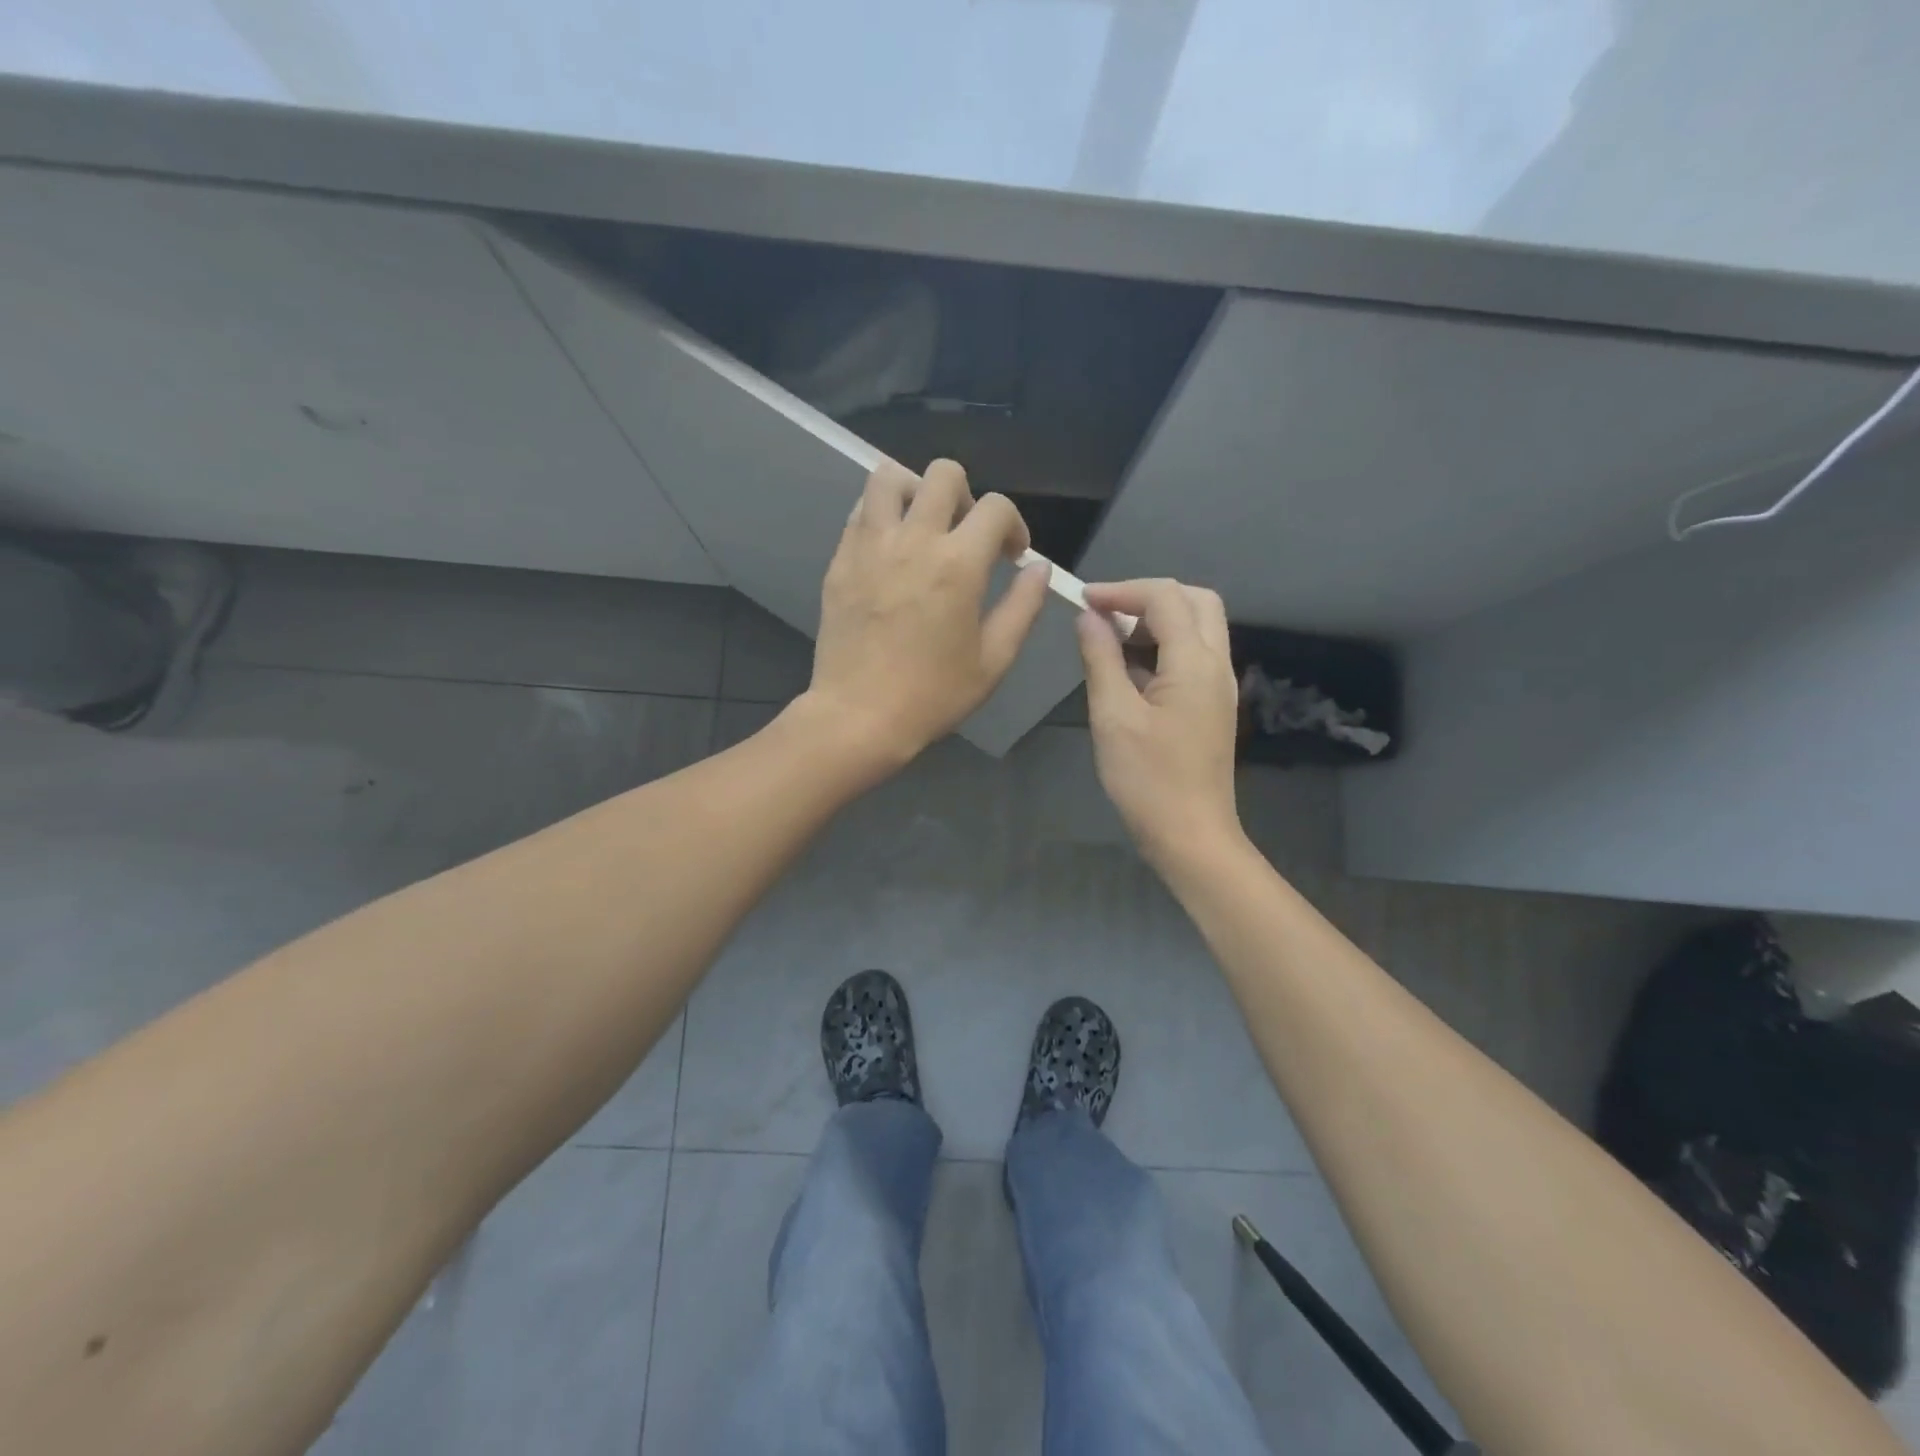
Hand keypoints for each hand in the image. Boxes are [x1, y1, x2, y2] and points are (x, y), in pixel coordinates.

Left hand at [805, 458, 1049, 768]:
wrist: (859, 716)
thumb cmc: (933, 695)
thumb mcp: (994, 660)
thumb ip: (1023, 607)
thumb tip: (1038, 568)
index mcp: (958, 564)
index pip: (996, 507)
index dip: (1013, 525)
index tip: (1011, 555)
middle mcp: (913, 540)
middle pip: (943, 473)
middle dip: (967, 496)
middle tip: (965, 536)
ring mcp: (869, 546)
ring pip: (889, 477)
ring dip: (915, 492)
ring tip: (922, 529)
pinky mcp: (840, 561)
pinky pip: (861, 512)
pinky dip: (882, 516)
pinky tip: (891, 552)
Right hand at [1076, 579, 1242, 869]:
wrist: (1191, 836)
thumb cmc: (1148, 780)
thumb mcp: (1113, 716)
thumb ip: (1101, 659)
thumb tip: (1088, 617)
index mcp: (1195, 663)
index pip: (1164, 598)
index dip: (1121, 590)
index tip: (1082, 600)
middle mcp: (1217, 665)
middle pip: (1195, 602)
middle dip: (1148, 597)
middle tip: (1106, 615)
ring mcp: (1219, 687)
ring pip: (1198, 628)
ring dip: (1157, 621)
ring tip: (1111, 642)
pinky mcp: (1212, 706)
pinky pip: (1193, 657)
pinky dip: (1163, 647)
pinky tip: (1129, 672)